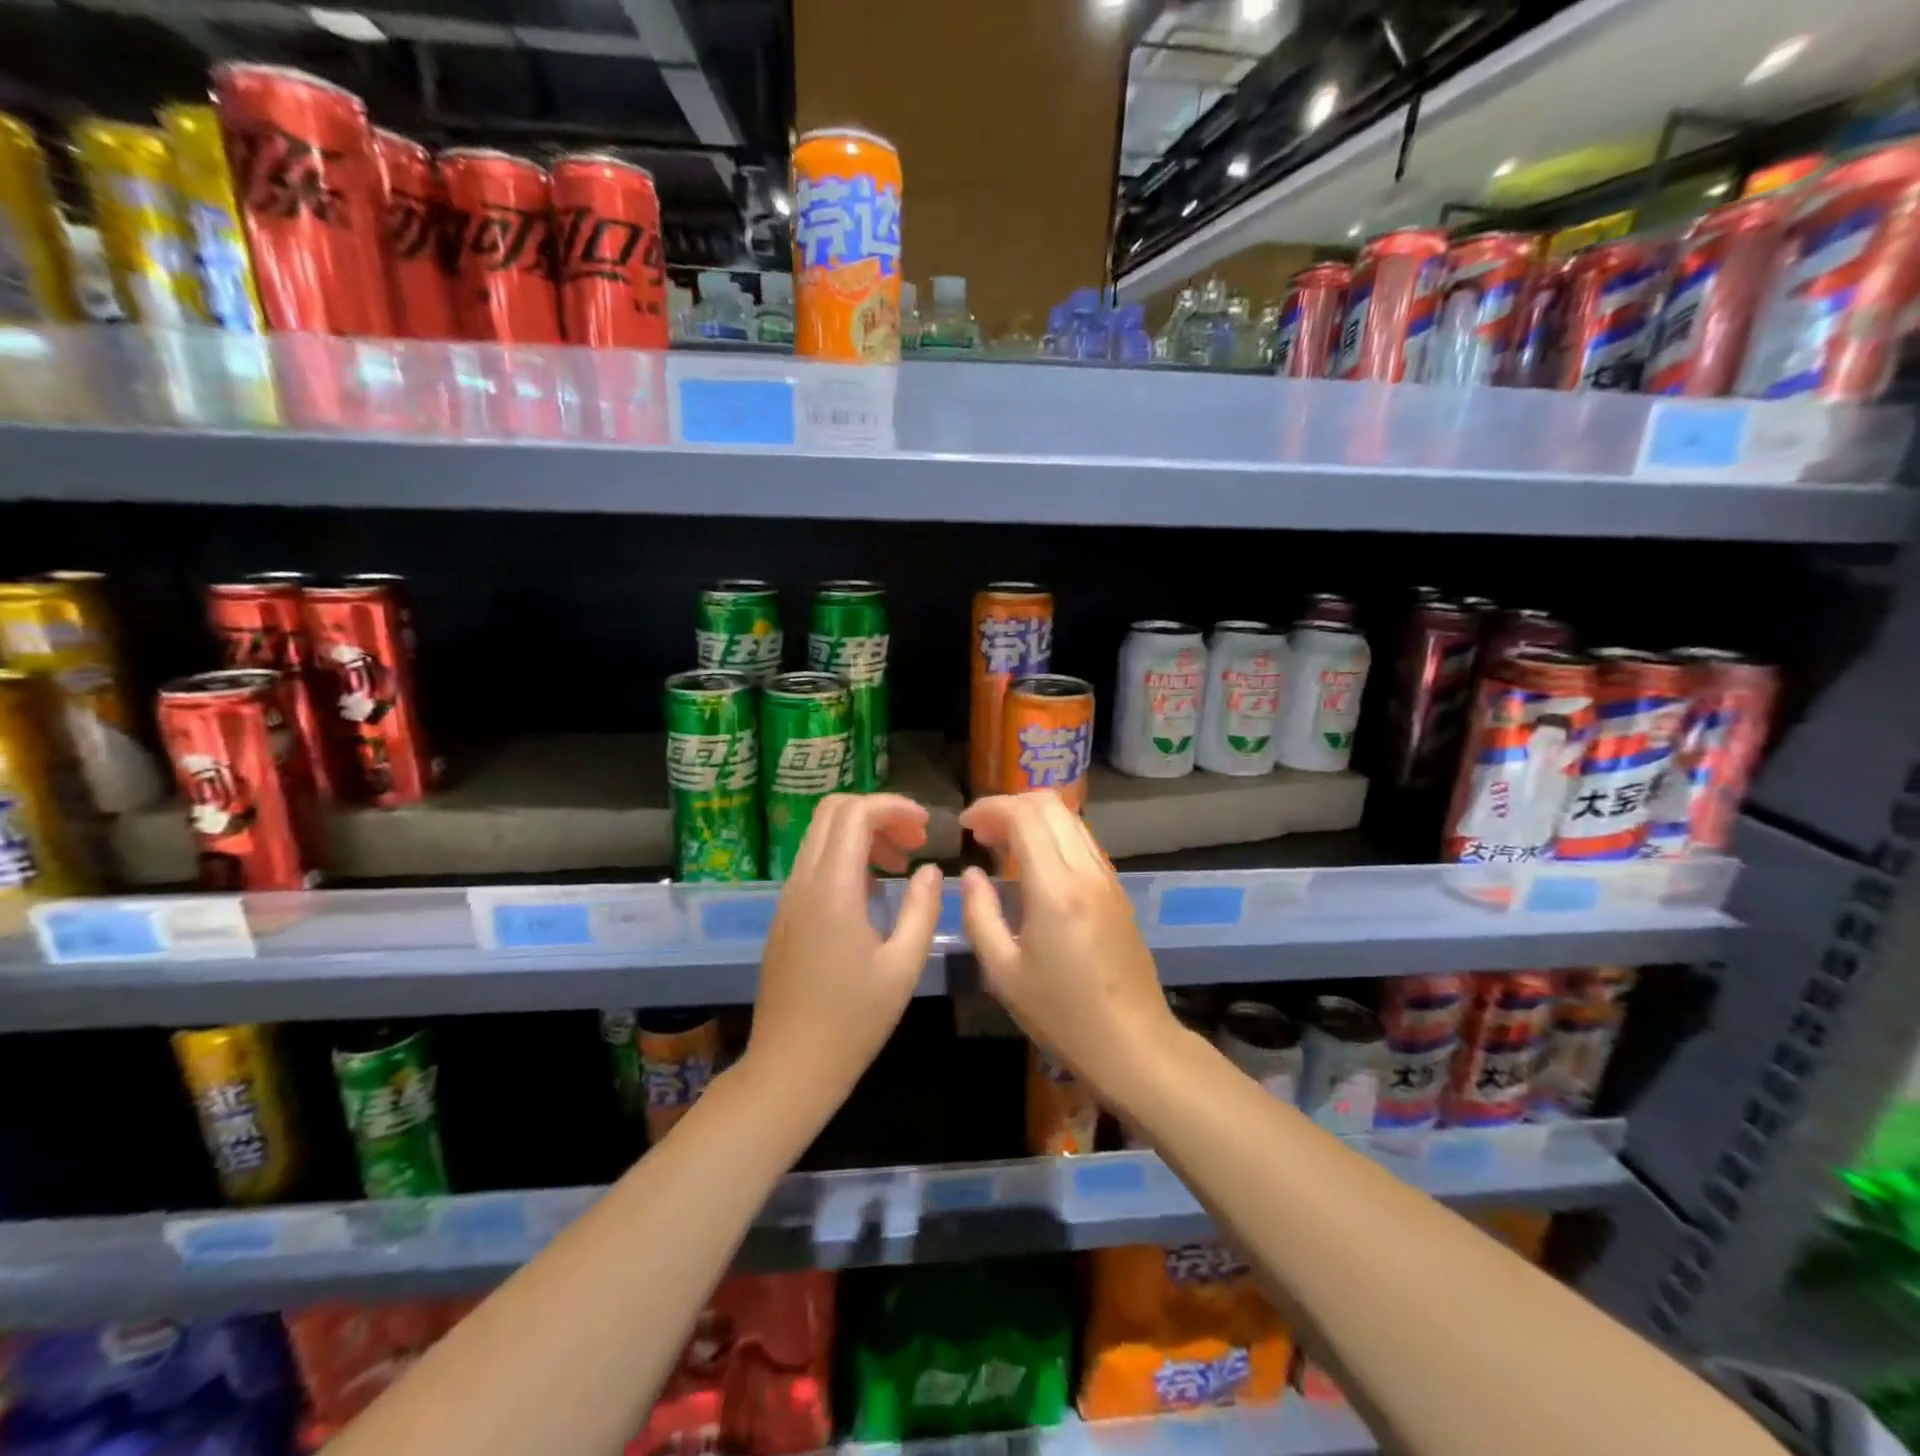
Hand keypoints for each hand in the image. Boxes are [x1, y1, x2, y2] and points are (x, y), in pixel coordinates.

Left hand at [747, 794, 943, 1112]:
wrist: (789, 1068)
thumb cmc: (853, 1023)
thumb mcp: (903, 967)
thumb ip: (923, 909)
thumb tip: (930, 869)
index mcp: (833, 890)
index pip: (856, 814)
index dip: (895, 807)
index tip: (927, 827)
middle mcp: (803, 882)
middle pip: (833, 811)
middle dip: (878, 813)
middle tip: (914, 842)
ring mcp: (788, 898)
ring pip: (820, 835)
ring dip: (861, 834)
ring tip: (900, 865)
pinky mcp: (785, 915)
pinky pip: (814, 862)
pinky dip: (845, 856)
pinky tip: (873, 893)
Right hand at [957, 791, 1178, 1098]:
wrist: (1134, 1044)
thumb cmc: (1062, 1015)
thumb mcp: (1003, 972)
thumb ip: (980, 915)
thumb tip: (970, 874)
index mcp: (1055, 888)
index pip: (1024, 815)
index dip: (990, 808)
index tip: (965, 825)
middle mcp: (1086, 871)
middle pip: (1050, 804)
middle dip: (1010, 805)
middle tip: (982, 832)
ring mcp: (1107, 878)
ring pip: (1070, 819)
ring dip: (1034, 818)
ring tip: (1003, 846)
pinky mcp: (1117, 891)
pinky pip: (1082, 842)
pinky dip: (1053, 836)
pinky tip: (1034, 867)